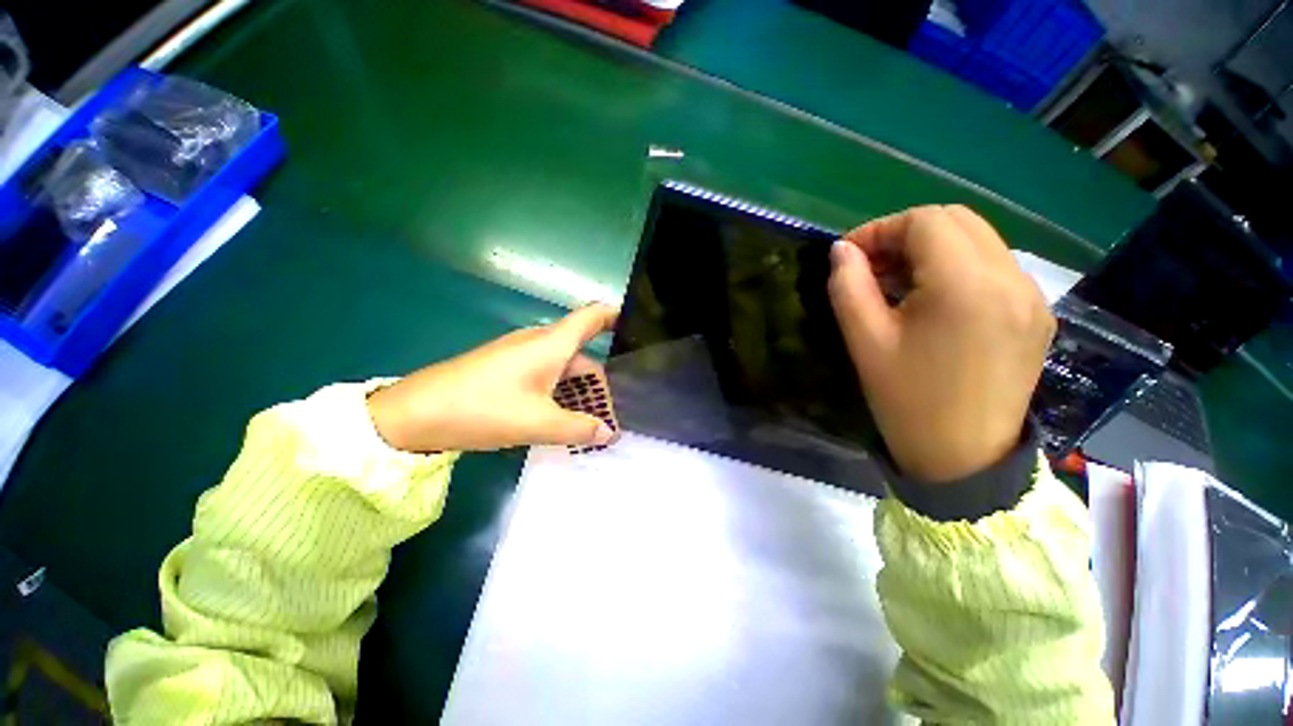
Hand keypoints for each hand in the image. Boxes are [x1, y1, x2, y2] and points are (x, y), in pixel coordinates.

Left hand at [366, 305, 619, 452]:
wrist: (416, 413)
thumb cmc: (484, 409)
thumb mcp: (538, 423)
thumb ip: (579, 428)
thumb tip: (608, 433)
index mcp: (552, 344)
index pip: (593, 317)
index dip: (615, 317)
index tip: (635, 328)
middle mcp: (539, 342)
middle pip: (582, 355)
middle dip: (599, 385)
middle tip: (609, 417)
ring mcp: (520, 354)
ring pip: (563, 368)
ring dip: (578, 393)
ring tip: (585, 424)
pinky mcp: (505, 367)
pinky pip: (544, 375)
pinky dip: (558, 393)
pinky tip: (558, 418)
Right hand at [827, 205, 1054, 482]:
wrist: (963, 459)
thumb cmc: (907, 400)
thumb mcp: (865, 341)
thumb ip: (848, 286)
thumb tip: (841, 251)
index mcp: (968, 285)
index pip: (925, 221)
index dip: (880, 229)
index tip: (849, 255)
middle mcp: (1012, 279)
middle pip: (957, 221)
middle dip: (906, 234)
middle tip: (871, 266)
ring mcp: (1032, 296)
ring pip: (978, 241)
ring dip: (932, 249)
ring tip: (896, 282)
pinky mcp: (1037, 315)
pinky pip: (994, 268)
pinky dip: (957, 268)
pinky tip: (932, 299)